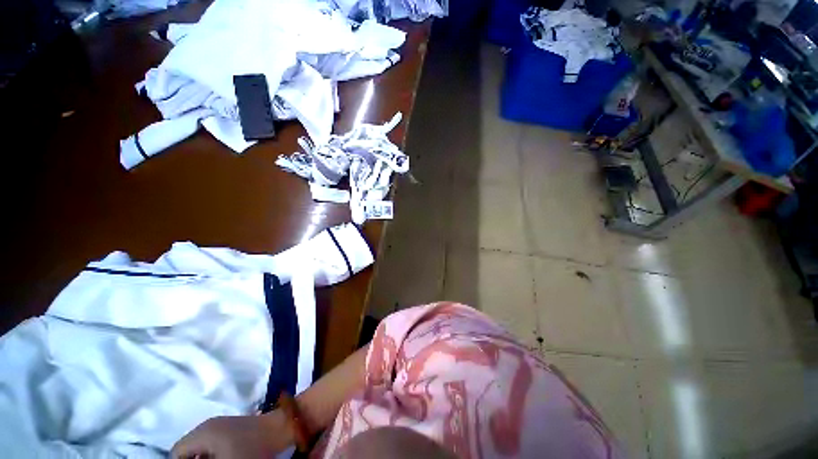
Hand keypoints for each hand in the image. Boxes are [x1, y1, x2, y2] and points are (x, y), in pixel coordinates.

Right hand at [172, 411, 291, 458]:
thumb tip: (199, 457)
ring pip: (201, 450)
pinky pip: (213, 447)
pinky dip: (213, 456)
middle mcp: (208, 426)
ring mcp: (222, 427)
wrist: (283, 427)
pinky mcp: (233, 430)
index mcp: (202, 432)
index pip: (176, 452)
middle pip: (188, 451)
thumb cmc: (253, 448)